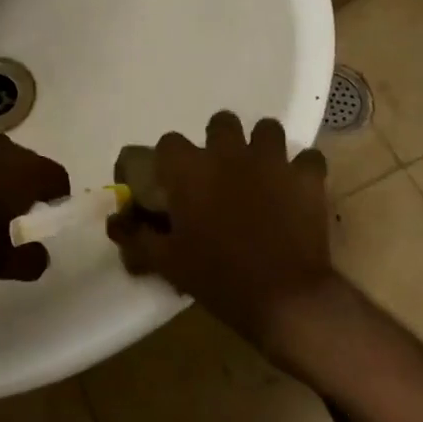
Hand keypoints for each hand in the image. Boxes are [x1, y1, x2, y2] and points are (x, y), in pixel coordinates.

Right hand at [107, 112, 337, 345]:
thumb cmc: (218, 277)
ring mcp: (271, 161)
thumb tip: (113, 224)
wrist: (284, 299)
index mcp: (190, 169)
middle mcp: (228, 153)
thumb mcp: (168, 262)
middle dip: (219, 140)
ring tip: (260, 172)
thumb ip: (137, 238)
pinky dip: (302, 171)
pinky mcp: (307, 177)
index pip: (169, 142)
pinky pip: (308, 158)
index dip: (170, 159)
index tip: (172, 180)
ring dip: (261, 146)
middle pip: (221, 122)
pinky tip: (296, 188)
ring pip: (267, 129)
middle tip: (220, 172)